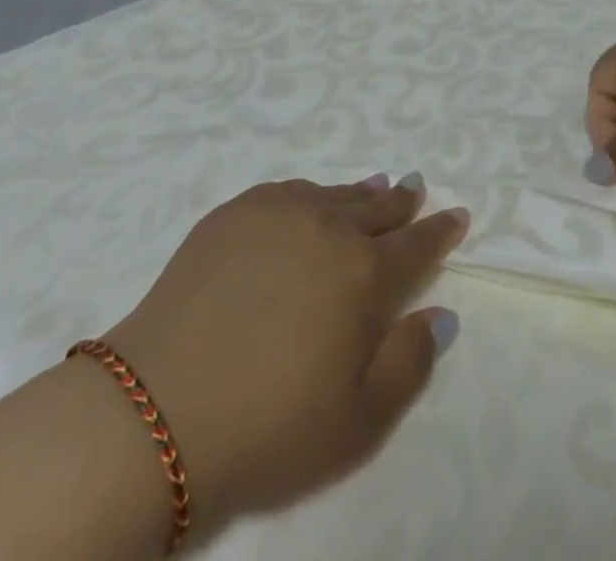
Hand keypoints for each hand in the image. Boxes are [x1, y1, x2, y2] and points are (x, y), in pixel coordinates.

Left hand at [102, 176, 467, 534]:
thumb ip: (409, 362)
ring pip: (335, 194)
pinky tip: (311, 200)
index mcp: (365, 275)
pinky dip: (312, 194)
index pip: (417, 245)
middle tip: (416, 190)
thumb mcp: (358, 423)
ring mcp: (279, 213)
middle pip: (378, 209)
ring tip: (375, 187)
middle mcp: (329, 228)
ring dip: (360, 194)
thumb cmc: (269, 427)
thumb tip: (441, 314)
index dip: (441, 231)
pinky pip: (289, 191)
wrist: (159, 407)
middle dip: (403, 202)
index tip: (456, 215)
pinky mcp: (235, 212)